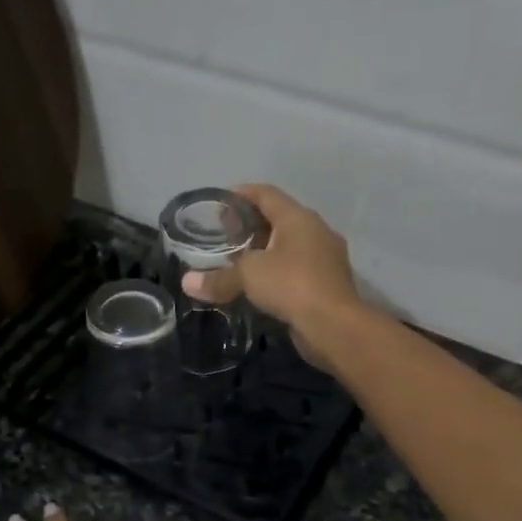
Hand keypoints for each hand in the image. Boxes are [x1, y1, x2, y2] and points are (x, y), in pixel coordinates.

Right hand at [181, 184, 368, 359]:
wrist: (334, 326)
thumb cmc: (291, 285)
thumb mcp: (248, 276)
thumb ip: (218, 278)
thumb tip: (187, 283)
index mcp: (298, 218)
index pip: (266, 194)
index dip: (241, 194)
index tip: (219, 204)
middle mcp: (315, 231)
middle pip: (278, 219)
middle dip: (249, 225)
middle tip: (223, 236)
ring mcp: (324, 258)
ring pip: (288, 246)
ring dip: (263, 251)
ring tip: (236, 262)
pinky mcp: (326, 283)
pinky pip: (295, 269)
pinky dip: (275, 272)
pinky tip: (258, 286)